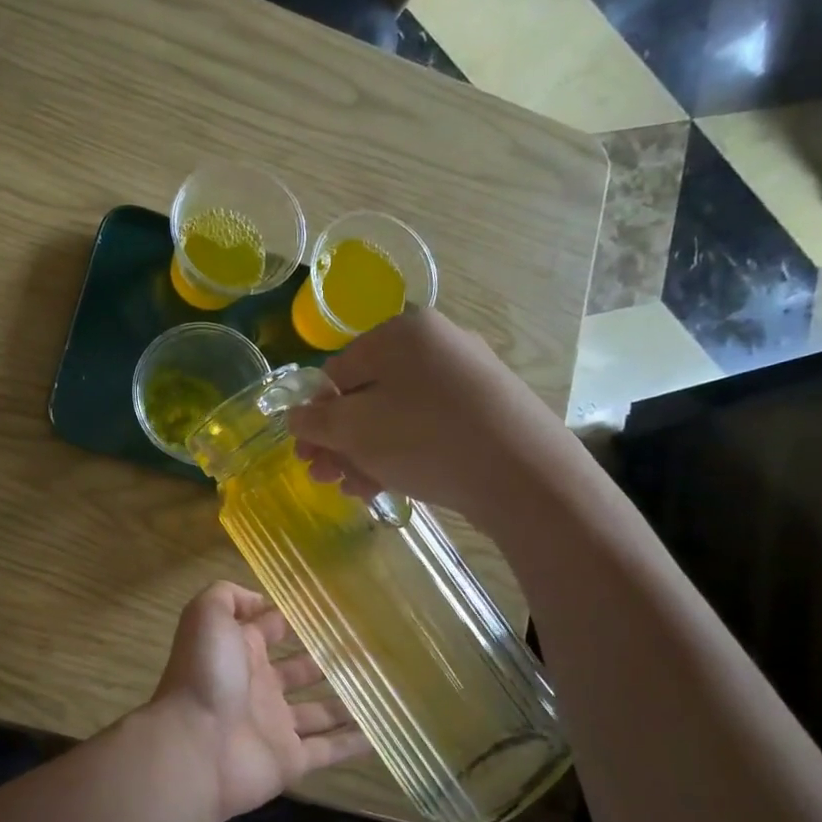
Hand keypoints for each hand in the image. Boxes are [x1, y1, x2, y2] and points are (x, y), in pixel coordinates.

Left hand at [145, 582, 367, 821]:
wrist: (194, 747)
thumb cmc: (204, 675)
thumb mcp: (206, 616)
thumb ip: (229, 597)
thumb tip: (261, 600)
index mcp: (240, 651)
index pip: (271, 628)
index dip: (295, 617)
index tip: (333, 609)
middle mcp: (259, 686)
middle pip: (300, 670)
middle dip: (327, 659)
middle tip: (368, 649)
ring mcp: (275, 725)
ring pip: (319, 711)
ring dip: (347, 701)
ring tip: (385, 688)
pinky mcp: (290, 761)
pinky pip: (329, 750)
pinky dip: (354, 743)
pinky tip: (383, 733)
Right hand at [285, 306, 569, 516]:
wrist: (525, 474)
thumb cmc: (426, 439)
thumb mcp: (354, 430)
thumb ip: (315, 421)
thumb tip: (295, 416)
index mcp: (401, 333)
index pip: (337, 372)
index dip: (315, 416)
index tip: (307, 454)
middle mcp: (437, 343)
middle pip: (367, 394)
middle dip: (340, 440)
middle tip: (326, 476)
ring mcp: (467, 375)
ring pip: (397, 414)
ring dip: (366, 453)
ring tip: (356, 489)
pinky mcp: (488, 409)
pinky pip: (429, 425)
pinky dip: (403, 452)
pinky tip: (388, 485)